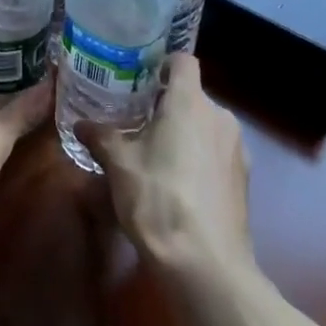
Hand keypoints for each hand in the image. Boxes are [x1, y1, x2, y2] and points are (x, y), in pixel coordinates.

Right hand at [75, 54, 254, 277]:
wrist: (206, 264)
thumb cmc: (158, 200)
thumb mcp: (119, 166)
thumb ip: (101, 137)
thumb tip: (81, 125)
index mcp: (190, 102)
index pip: (182, 61)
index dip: (162, 64)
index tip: (140, 78)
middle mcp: (219, 115)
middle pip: (192, 95)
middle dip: (167, 105)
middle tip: (138, 121)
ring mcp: (237, 147)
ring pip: (206, 125)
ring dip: (184, 132)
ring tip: (156, 155)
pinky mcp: (244, 177)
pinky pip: (217, 152)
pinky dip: (199, 157)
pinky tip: (179, 184)